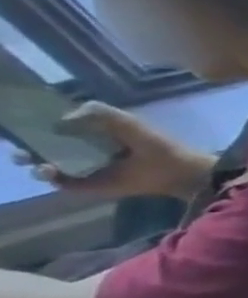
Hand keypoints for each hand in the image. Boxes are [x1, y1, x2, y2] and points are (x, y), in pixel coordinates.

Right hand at [15, 102, 212, 199]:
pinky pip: (63, 183)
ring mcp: (83, 168)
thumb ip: (99, 113)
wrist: (177, 170)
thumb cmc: (156, 144)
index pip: (51, 129)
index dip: (34, 129)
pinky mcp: (89, 185)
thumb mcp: (128, 122)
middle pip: (41, 149)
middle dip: (24, 149)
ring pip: (45, 166)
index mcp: (90, 133)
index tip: (21, 127)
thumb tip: (60, 119)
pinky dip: (52, 179)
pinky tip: (51, 172)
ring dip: (34, 164)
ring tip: (39, 164)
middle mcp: (81, 150)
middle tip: (20, 151)